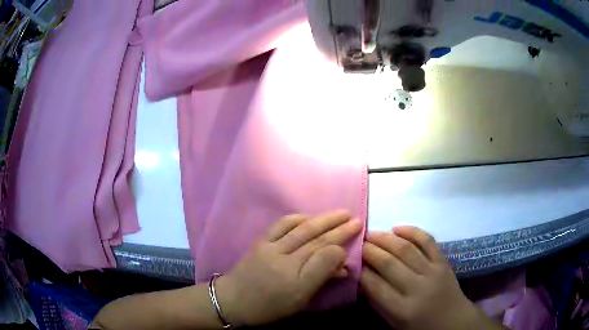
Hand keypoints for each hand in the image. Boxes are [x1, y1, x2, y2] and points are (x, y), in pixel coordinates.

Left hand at [216, 211, 361, 326]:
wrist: (232, 300)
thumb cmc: (269, 307)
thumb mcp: (300, 301)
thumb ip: (321, 280)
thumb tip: (342, 265)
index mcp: (295, 280)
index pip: (324, 256)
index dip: (342, 244)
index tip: (356, 235)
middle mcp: (284, 259)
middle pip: (316, 239)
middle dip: (338, 228)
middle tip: (356, 219)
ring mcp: (271, 248)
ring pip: (301, 229)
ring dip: (322, 219)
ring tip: (340, 214)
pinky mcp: (260, 241)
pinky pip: (281, 225)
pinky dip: (297, 218)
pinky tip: (309, 217)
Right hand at [360, 227, 501, 329]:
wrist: (454, 320)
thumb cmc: (420, 327)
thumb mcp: (395, 323)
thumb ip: (378, 302)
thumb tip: (362, 279)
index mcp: (403, 310)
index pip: (375, 286)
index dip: (361, 271)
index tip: (351, 260)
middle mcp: (418, 288)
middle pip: (389, 264)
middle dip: (370, 250)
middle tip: (357, 242)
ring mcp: (433, 272)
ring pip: (406, 249)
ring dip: (386, 238)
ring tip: (371, 233)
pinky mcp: (444, 262)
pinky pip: (428, 241)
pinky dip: (413, 231)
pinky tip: (397, 228)